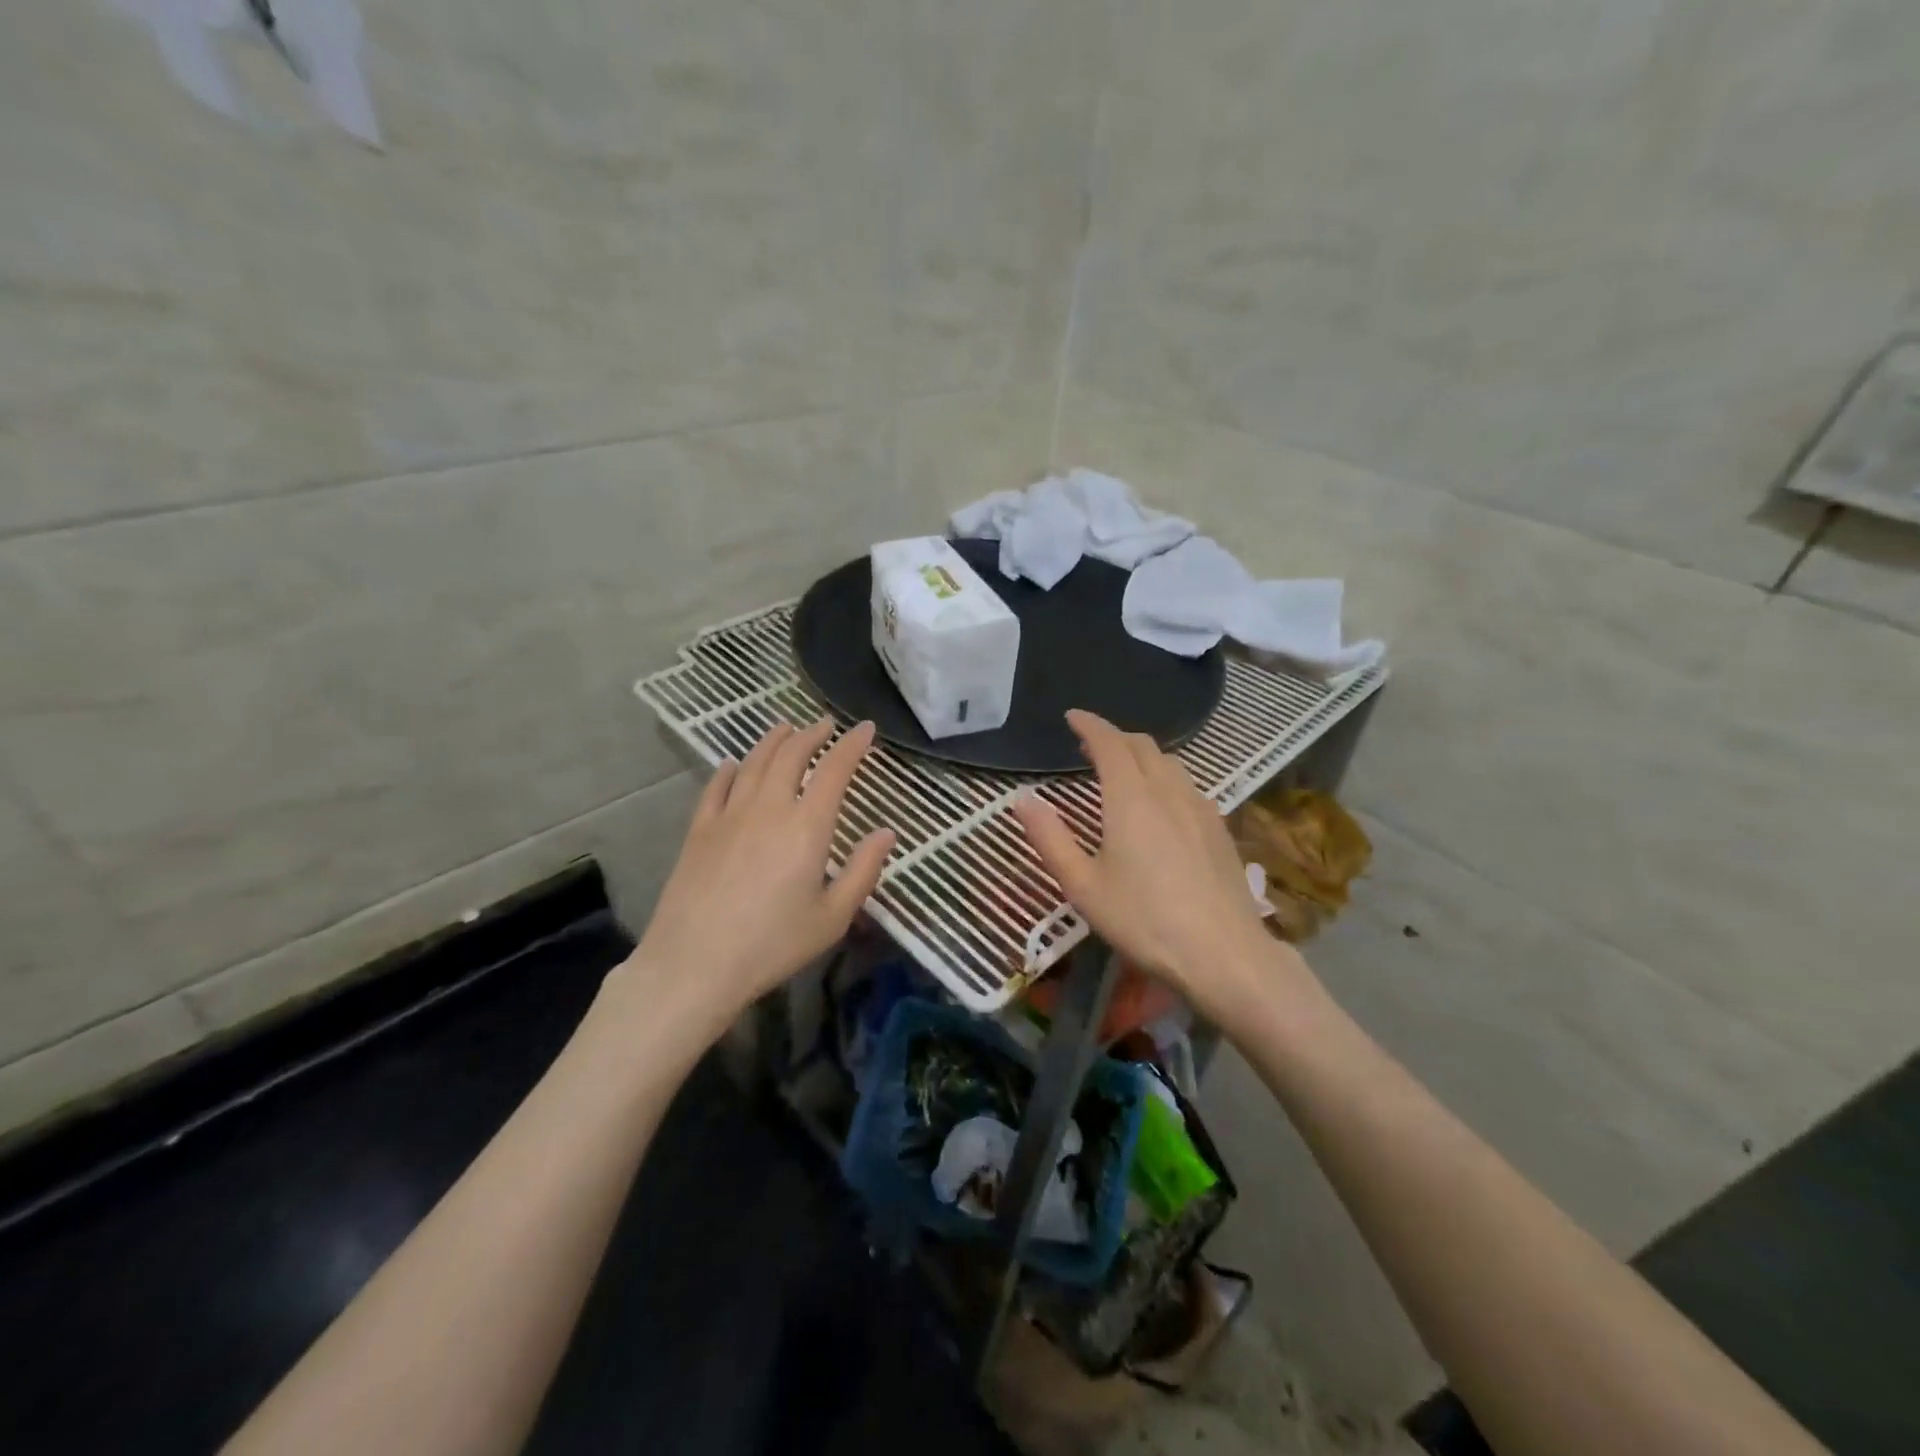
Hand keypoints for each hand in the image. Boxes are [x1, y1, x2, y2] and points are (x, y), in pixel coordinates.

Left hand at [617, 720, 894, 1032]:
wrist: (694, 964)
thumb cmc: (773, 944)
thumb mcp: (833, 917)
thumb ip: (863, 871)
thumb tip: (887, 833)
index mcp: (807, 826)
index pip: (834, 770)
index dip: (852, 745)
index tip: (866, 729)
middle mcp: (769, 808)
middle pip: (791, 756)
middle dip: (812, 735)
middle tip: (825, 725)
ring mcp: (729, 815)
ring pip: (754, 763)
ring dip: (773, 741)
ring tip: (785, 728)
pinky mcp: (699, 831)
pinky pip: (716, 787)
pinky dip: (729, 769)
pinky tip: (733, 764)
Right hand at [1013, 710, 1288, 1019]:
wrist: (1224, 954)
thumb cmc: (1144, 920)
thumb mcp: (1082, 885)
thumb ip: (1050, 838)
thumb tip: (1022, 798)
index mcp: (1131, 798)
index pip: (1110, 743)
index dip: (1090, 725)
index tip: (1072, 717)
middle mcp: (1168, 791)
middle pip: (1143, 746)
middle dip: (1115, 737)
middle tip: (1090, 746)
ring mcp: (1201, 808)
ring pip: (1170, 764)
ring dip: (1142, 756)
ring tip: (1122, 772)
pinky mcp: (1220, 829)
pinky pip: (1187, 785)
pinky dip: (1164, 778)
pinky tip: (1160, 805)